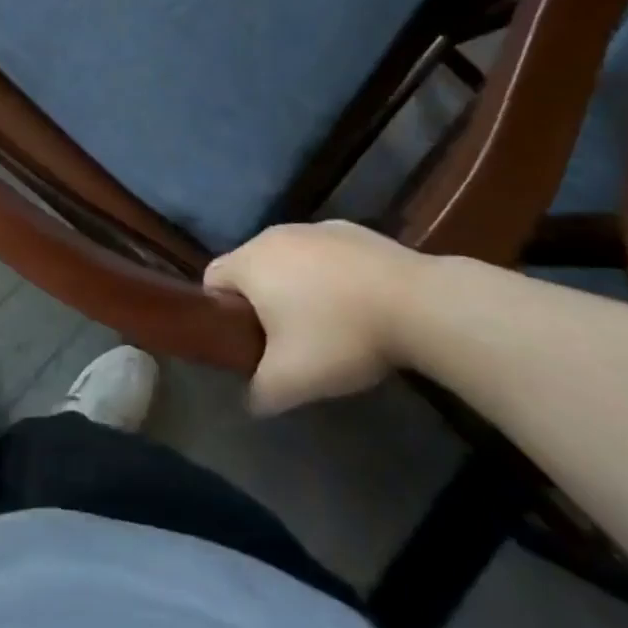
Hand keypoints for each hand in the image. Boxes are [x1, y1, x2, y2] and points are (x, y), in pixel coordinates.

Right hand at [204, 221, 423, 413]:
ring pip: (288, 259)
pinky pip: (323, 254)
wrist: (414, 301)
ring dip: (295, 287)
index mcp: (249, 262)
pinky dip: (328, 275)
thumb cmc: (339, 335)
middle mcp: (273, 235)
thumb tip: (252, 400)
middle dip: (260, 301)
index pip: (212, 279)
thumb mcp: (291, 380)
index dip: (220, 312)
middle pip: (250, 267)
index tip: (244, 341)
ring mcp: (313, 228)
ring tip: (325, 325)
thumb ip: (260, 392)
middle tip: (284, 341)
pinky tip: (356, 305)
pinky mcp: (349, 229)